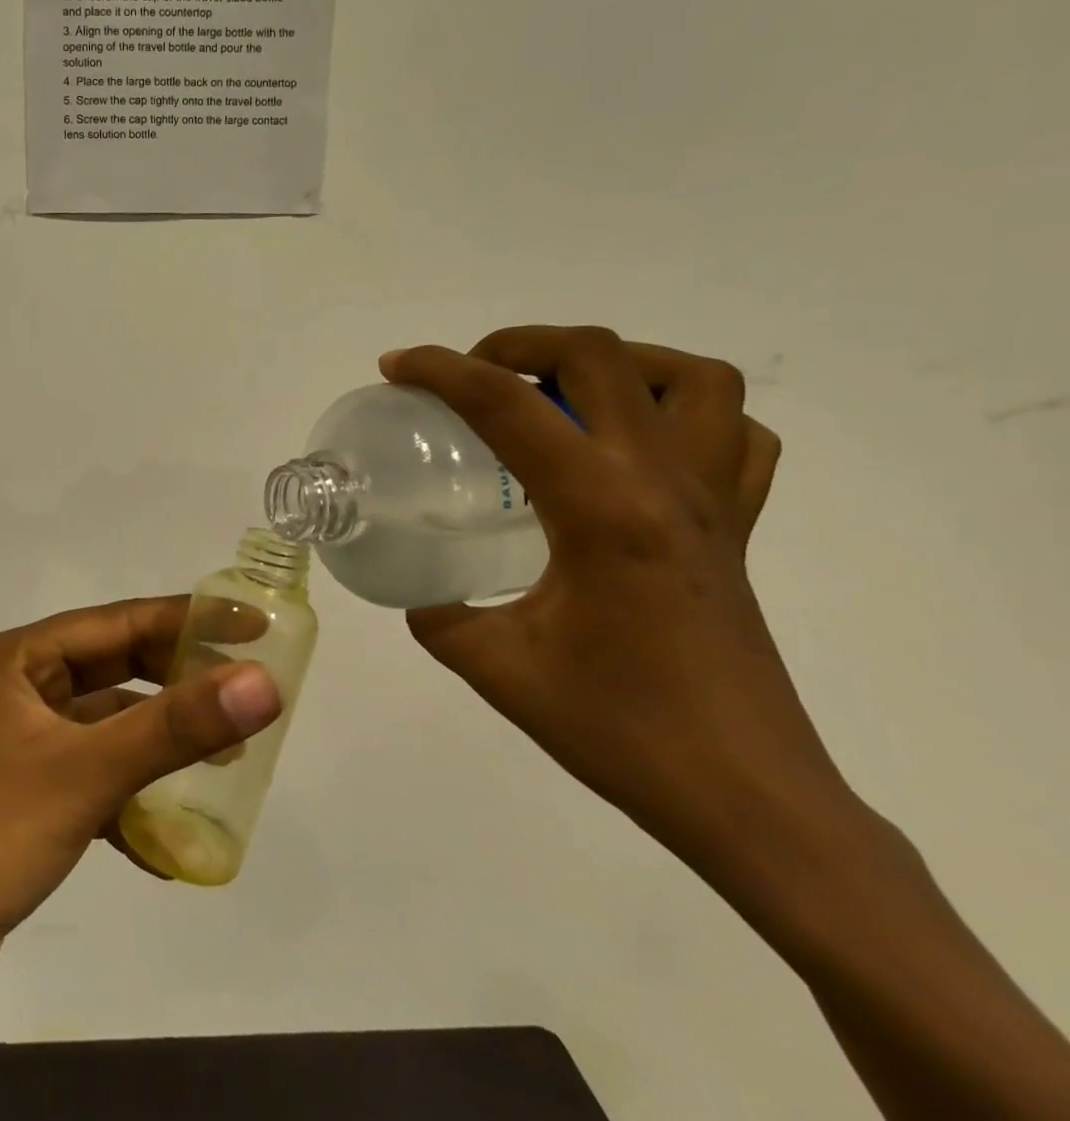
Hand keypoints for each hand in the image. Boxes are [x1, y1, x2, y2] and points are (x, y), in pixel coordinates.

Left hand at [0, 596, 281, 1023]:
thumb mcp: (86, 772)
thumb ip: (177, 726)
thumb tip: (263, 682)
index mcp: (14, 658)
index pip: (115, 621)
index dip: (185, 619)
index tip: (250, 623)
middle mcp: (12, 689)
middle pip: (110, 670)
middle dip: (175, 682)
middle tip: (243, 690)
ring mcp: (13, 745)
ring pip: (103, 727)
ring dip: (156, 744)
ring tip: (224, 761)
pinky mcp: (19, 797)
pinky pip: (88, 776)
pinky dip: (127, 796)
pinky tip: (166, 839)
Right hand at [379, 326, 839, 868]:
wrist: (748, 801)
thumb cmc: (620, 731)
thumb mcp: (497, 668)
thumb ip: (439, 615)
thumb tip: (417, 589)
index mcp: (600, 509)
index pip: (508, 404)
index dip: (441, 370)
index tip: (395, 367)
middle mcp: (664, 483)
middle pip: (601, 357)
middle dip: (520, 342)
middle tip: (471, 375)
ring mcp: (713, 502)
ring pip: (692, 379)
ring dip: (616, 362)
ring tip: (558, 390)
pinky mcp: (736, 529)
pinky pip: (735, 436)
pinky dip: (687, 413)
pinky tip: (635, 443)